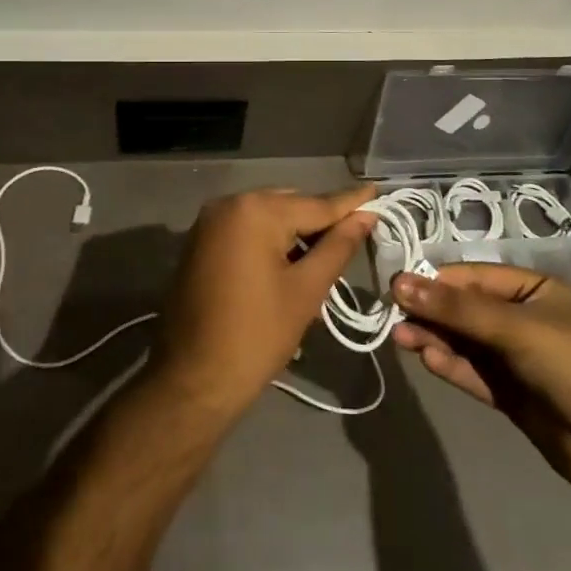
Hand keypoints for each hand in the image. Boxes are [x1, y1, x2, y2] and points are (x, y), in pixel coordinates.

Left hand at [150, 186, 376, 419]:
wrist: (192, 379)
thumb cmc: (256, 335)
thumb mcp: (306, 290)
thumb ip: (338, 247)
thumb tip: (365, 216)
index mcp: (255, 210)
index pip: (315, 204)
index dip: (350, 203)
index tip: (377, 192)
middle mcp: (229, 203)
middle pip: (290, 206)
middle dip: (321, 224)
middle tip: (355, 240)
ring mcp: (210, 222)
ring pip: (268, 218)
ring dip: (296, 236)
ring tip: (325, 262)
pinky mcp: (201, 241)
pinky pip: (246, 231)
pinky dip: (270, 243)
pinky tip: (291, 267)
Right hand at [391, 263, 570, 497]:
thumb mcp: (514, 328)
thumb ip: (456, 309)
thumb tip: (399, 284)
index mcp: (530, 289)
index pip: (471, 276)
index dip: (434, 281)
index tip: (397, 288)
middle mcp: (519, 318)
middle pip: (463, 308)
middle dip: (430, 311)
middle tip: (391, 316)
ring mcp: (513, 357)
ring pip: (462, 340)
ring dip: (433, 337)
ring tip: (400, 338)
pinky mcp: (507, 392)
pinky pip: (470, 371)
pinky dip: (448, 364)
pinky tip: (426, 358)